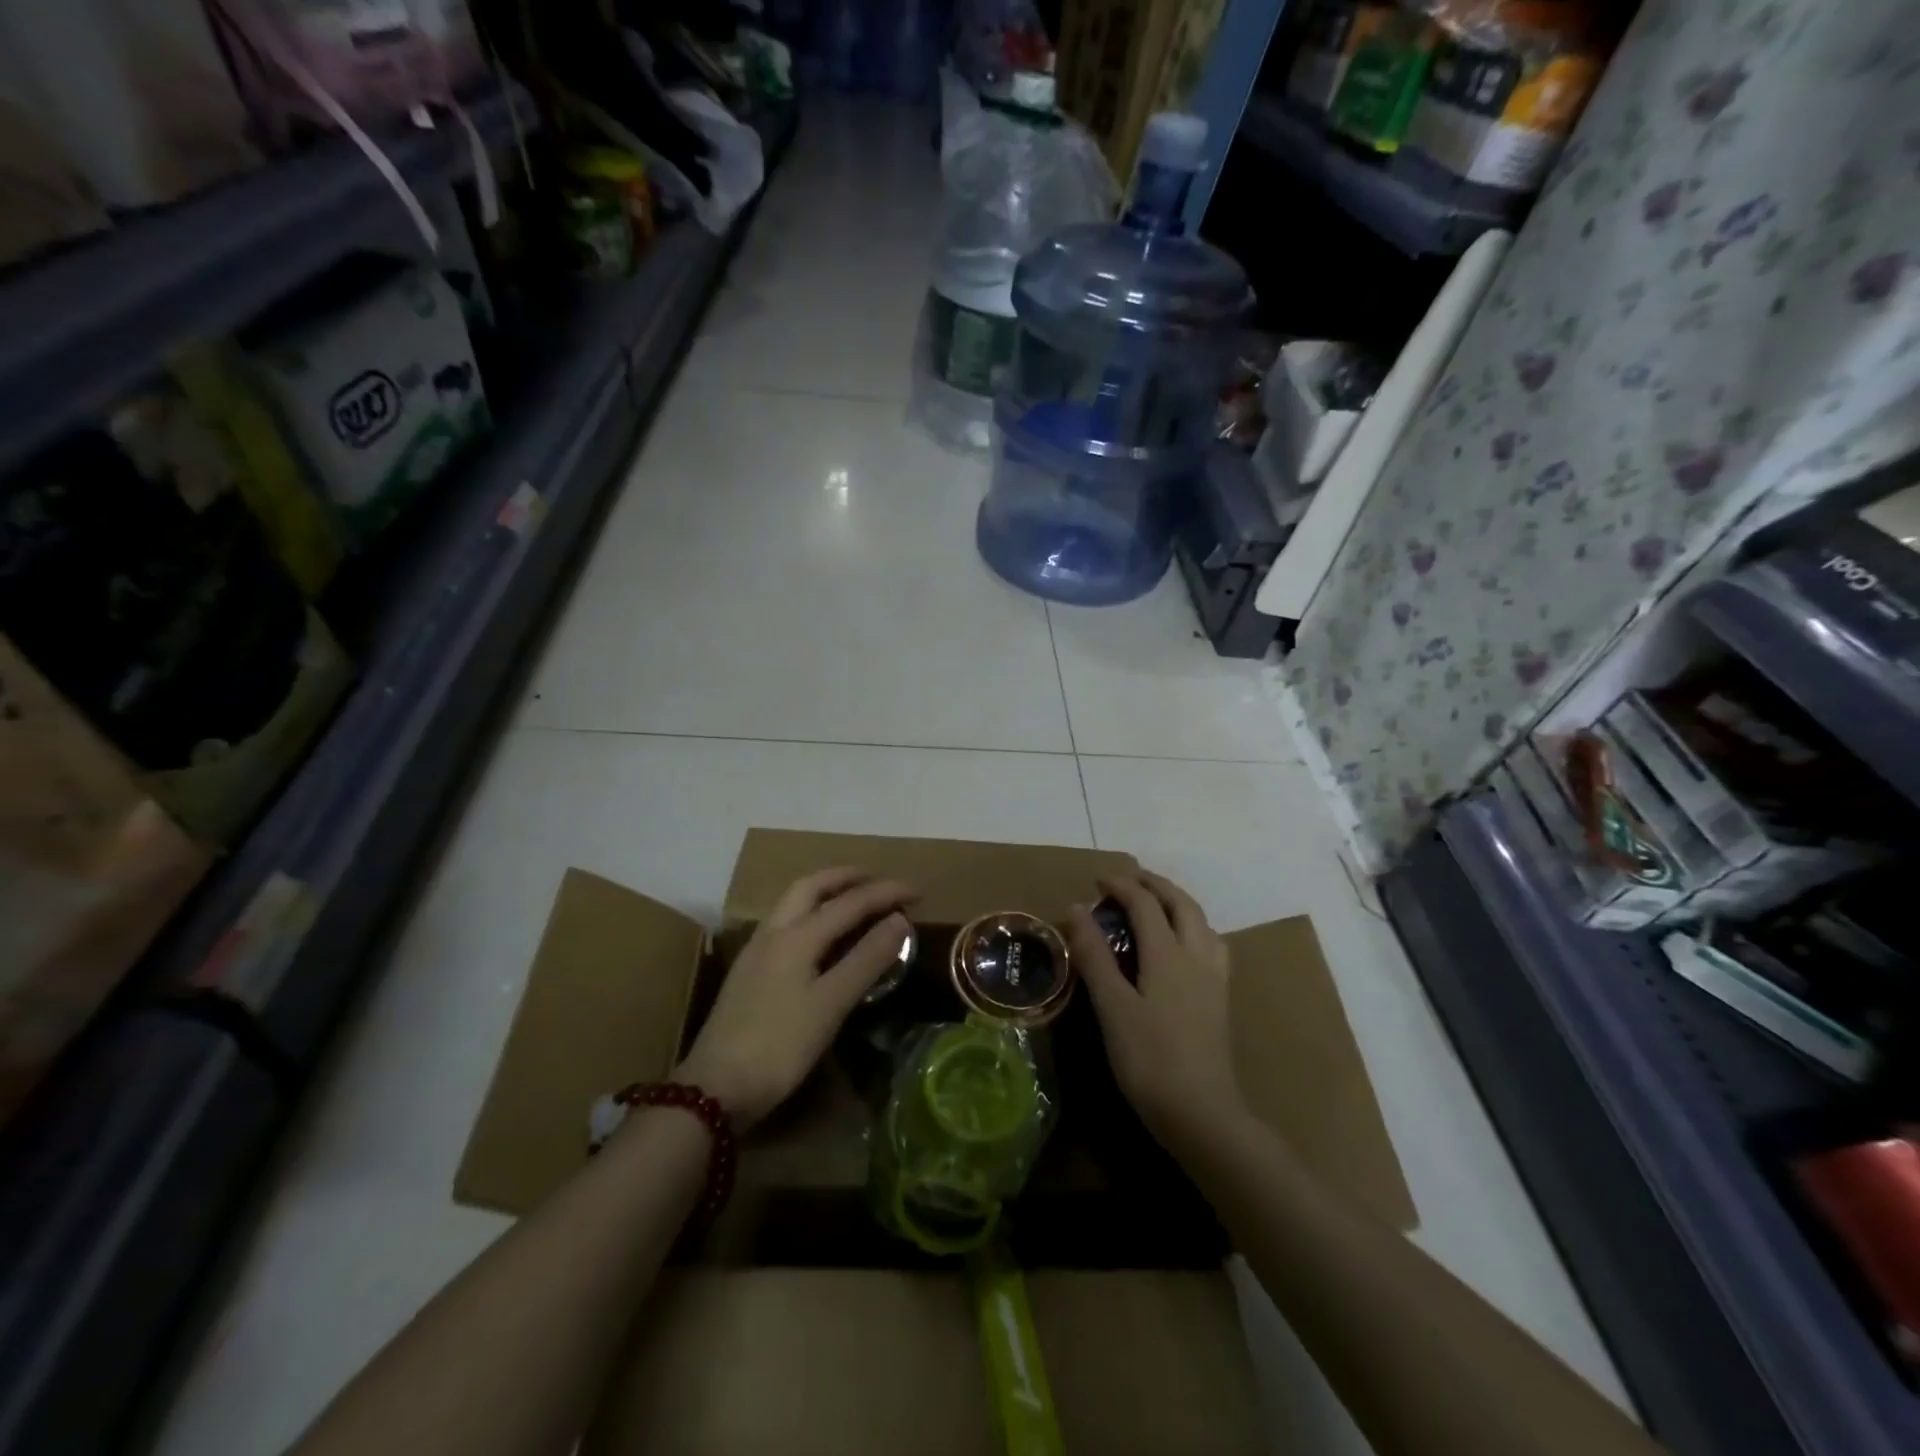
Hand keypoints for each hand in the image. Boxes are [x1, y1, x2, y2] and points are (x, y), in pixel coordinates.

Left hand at [675, 867, 915, 1131]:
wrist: (714, 1088)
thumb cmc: (779, 1046)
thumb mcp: (831, 1004)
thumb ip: (866, 959)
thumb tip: (900, 920)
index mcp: (797, 936)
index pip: (850, 902)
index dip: (886, 893)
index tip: (918, 891)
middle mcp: (774, 931)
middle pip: (812, 886)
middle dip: (847, 877)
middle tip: (878, 880)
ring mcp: (757, 950)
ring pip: (793, 902)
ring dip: (825, 890)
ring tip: (852, 898)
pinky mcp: (749, 970)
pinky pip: (786, 922)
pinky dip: (810, 911)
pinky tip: (818, 934)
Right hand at [1066, 870, 1243, 1150]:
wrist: (1202, 1114)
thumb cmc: (1150, 1060)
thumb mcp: (1112, 1006)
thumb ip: (1094, 955)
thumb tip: (1076, 908)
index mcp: (1169, 954)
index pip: (1145, 904)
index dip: (1121, 886)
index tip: (1097, 881)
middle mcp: (1197, 956)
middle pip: (1181, 904)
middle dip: (1155, 885)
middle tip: (1128, 880)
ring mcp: (1214, 979)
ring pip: (1202, 922)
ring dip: (1177, 903)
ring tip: (1156, 904)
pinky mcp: (1220, 1000)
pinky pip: (1210, 945)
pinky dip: (1193, 928)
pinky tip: (1184, 946)